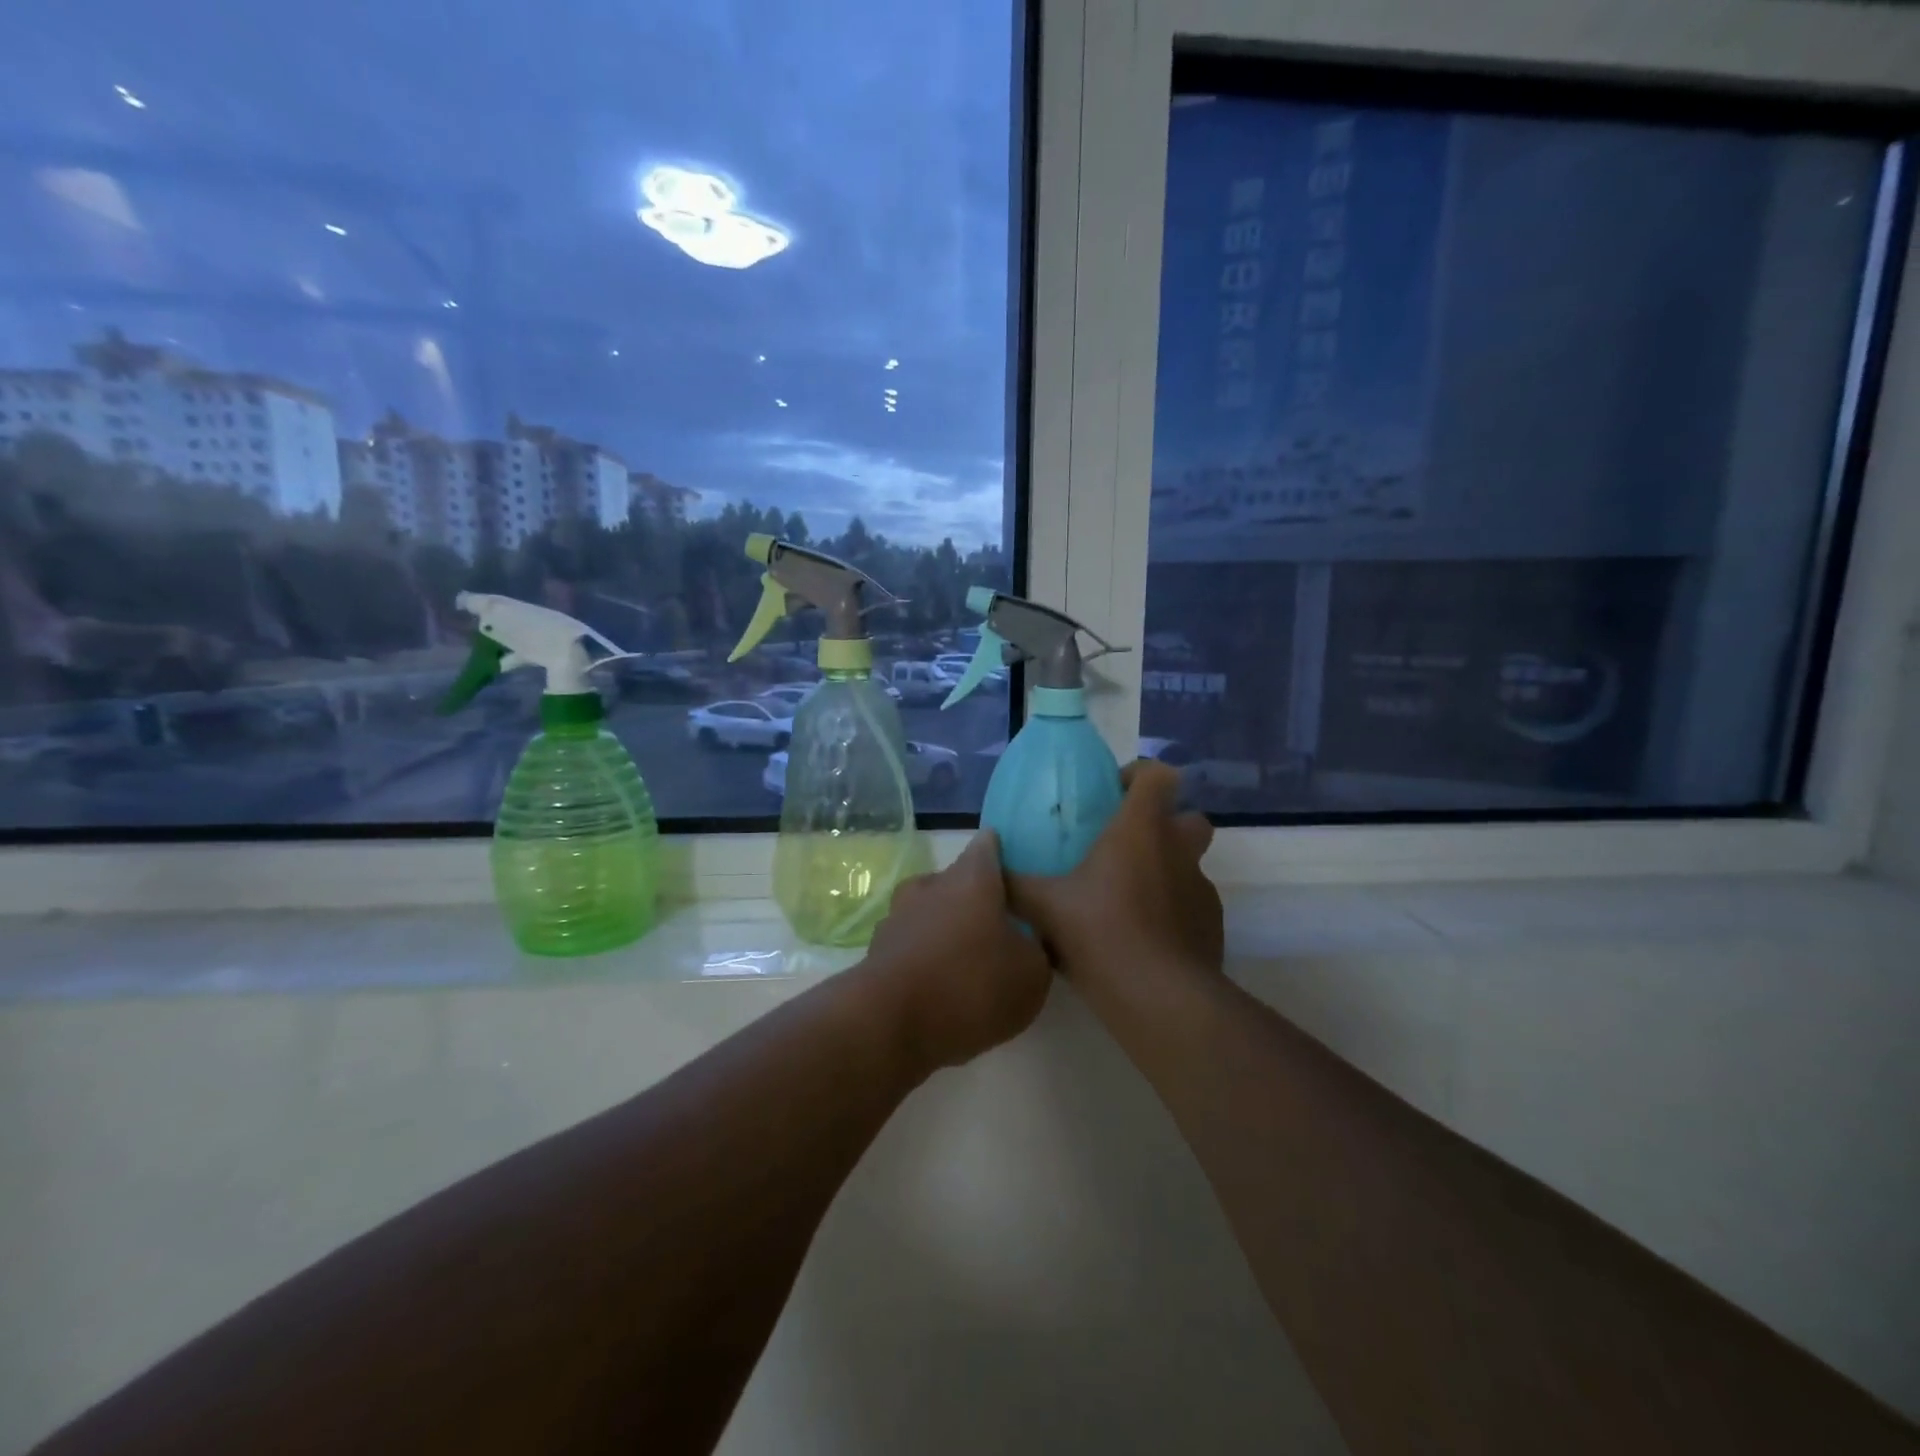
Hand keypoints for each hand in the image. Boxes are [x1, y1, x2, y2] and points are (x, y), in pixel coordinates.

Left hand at [865, 830, 1051, 1070]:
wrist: (890, 1026)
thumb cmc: (971, 985)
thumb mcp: (1031, 973)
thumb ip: (1034, 948)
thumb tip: (1024, 941)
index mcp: (971, 877)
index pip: (989, 846)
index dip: (1002, 855)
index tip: (1017, 872)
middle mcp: (931, 885)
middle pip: (958, 881)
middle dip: (977, 899)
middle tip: (1001, 927)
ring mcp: (898, 916)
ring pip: (931, 912)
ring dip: (948, 929)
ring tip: (970, 962)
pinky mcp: (878, 951)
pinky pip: (912, 945)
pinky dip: (926, 958)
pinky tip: (941, 987)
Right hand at [1006, 759, 1222, 986]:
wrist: (1159, 998)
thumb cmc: (1100, 933)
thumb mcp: (1043, 906)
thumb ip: (1014, 882)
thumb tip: (988, 865)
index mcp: (1140, 829)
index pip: (1158, 775)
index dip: (1140, 776)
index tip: (1113, 795)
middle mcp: (1178, 850)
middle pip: (1188, 817)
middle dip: (1164, 824)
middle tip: (1124, 847)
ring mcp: (1201, 889)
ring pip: (1189, 864)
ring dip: (1165, 870)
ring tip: (1126, 899)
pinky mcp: (1211, 926)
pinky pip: (1190, 904)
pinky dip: (1171, 910)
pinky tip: (1142, 937)